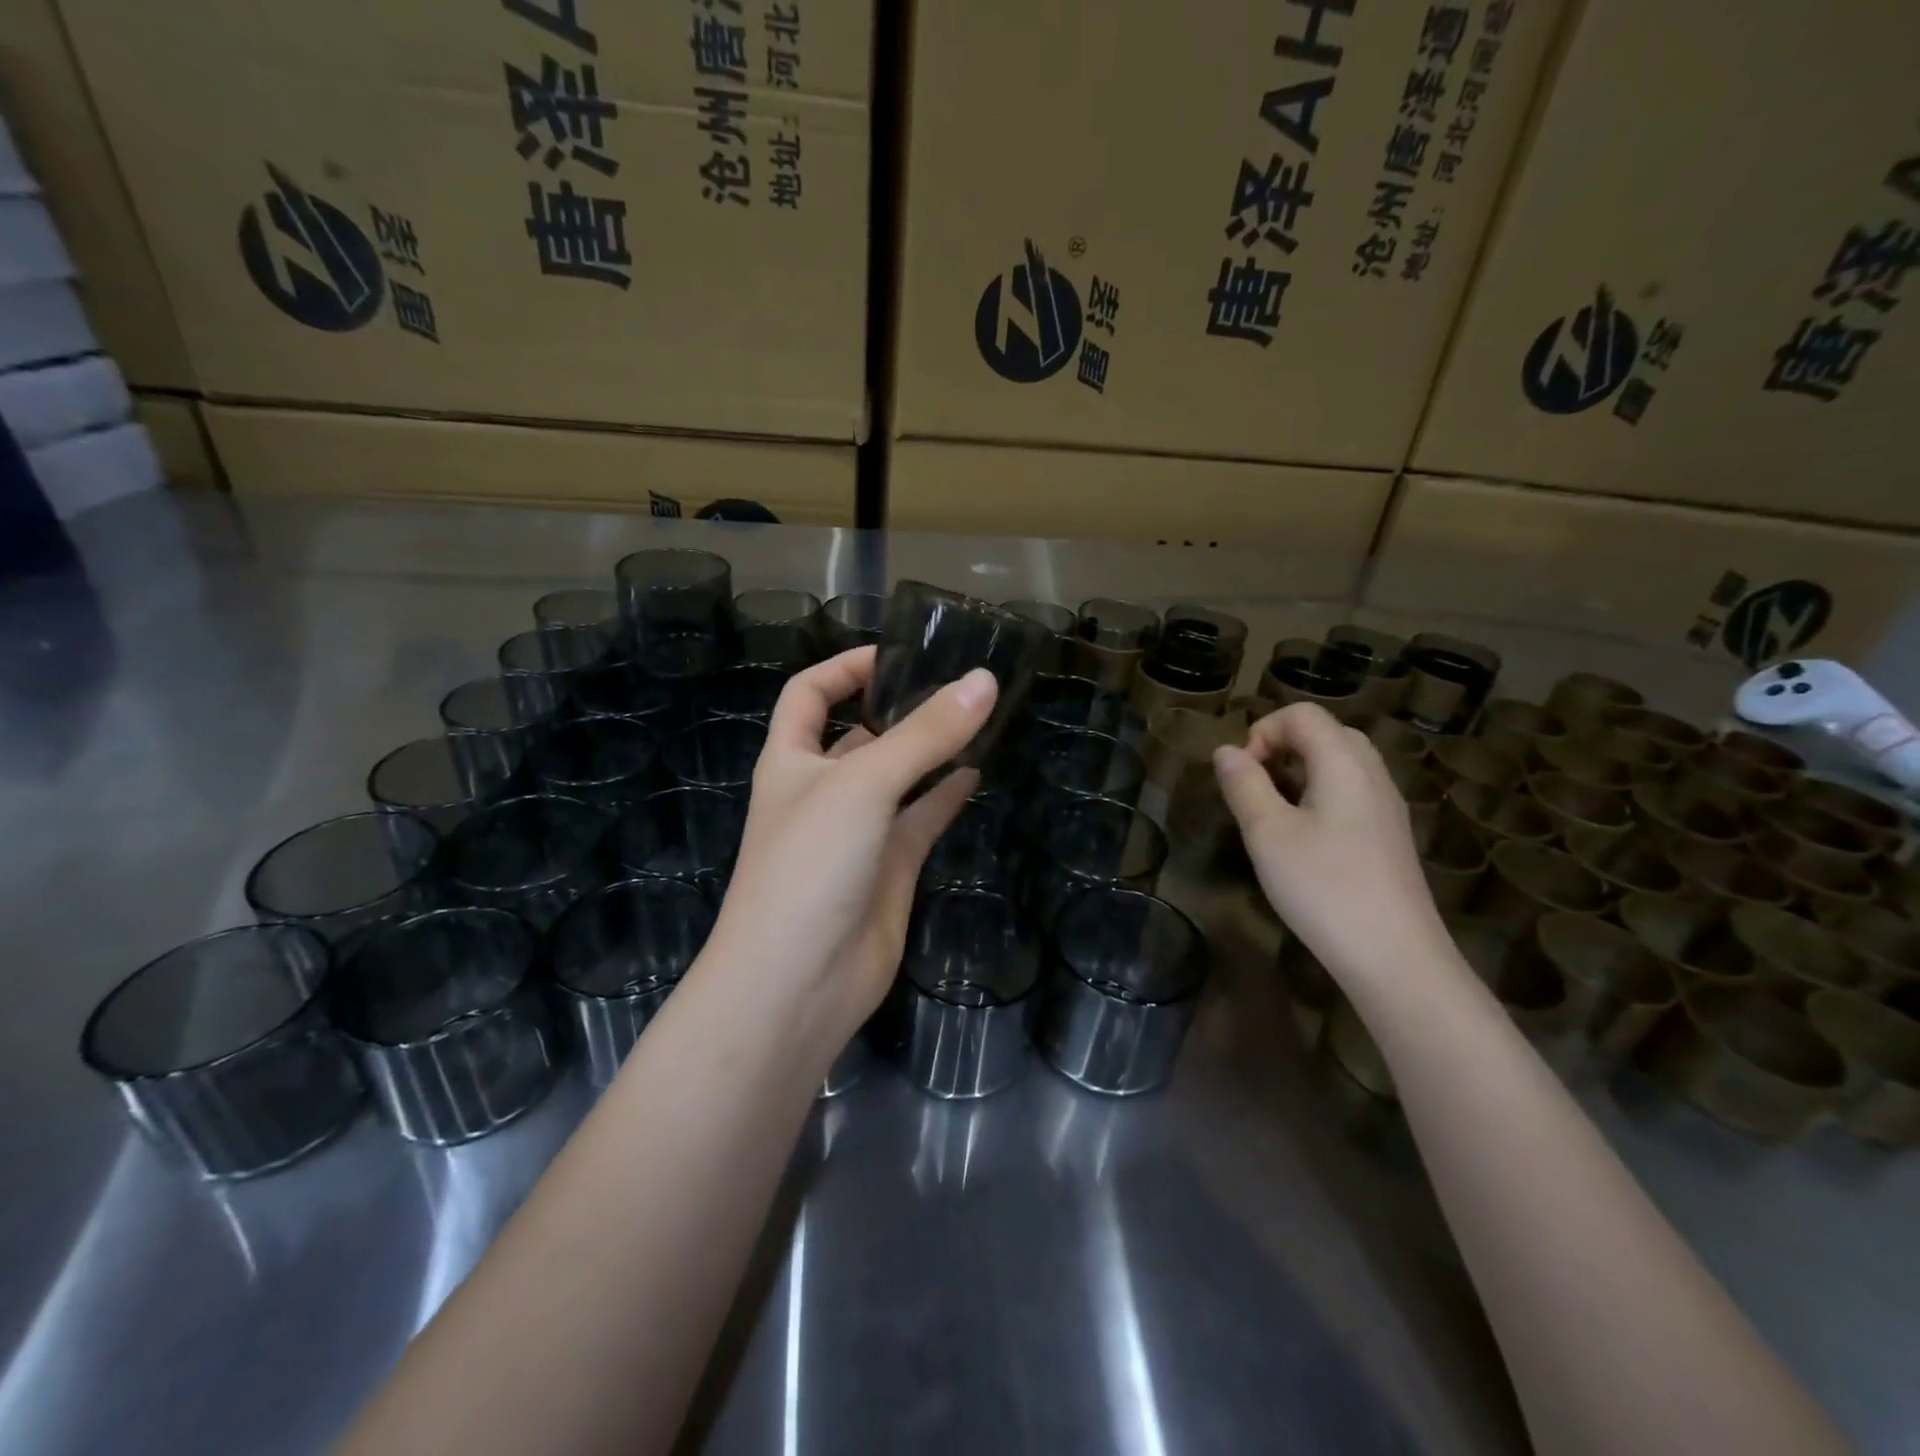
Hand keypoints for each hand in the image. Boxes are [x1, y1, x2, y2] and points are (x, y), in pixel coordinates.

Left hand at [704, 647, 997, 1045]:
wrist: (797, 983)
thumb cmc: (810, 864)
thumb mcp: (863, 784)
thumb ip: (925, 734)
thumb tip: (983, 681)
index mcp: (792, 760)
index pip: (809, 694)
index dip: (845, 667)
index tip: (897, 654)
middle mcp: (822, 790)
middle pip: (859, 734)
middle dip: (899, 707)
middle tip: (957, 684)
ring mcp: (857, 832)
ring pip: (898, 777)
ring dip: (929, 751)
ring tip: (976, 720)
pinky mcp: (889, 869)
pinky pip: (921, 821)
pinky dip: (945, 797)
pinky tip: (976, 774)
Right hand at [1213, 703, 1452, 987]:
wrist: (1396, 957)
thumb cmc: (1323, 887)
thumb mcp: (1267, 833)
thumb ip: (1243, 784)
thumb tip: (1226, 752)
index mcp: (1344, 763)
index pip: (1303, 714)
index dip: (1263, 730)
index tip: (1241, 773)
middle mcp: (1373, 774)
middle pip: (1326, 733)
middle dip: (1281, 747)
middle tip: (1254, 786)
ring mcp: (1387, 806)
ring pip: (1341, 764)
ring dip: (1300, 772)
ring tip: (1273, 812)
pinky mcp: (1390, 836)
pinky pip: (1352, 792)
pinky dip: (1320, 795)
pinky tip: (1304, 838)